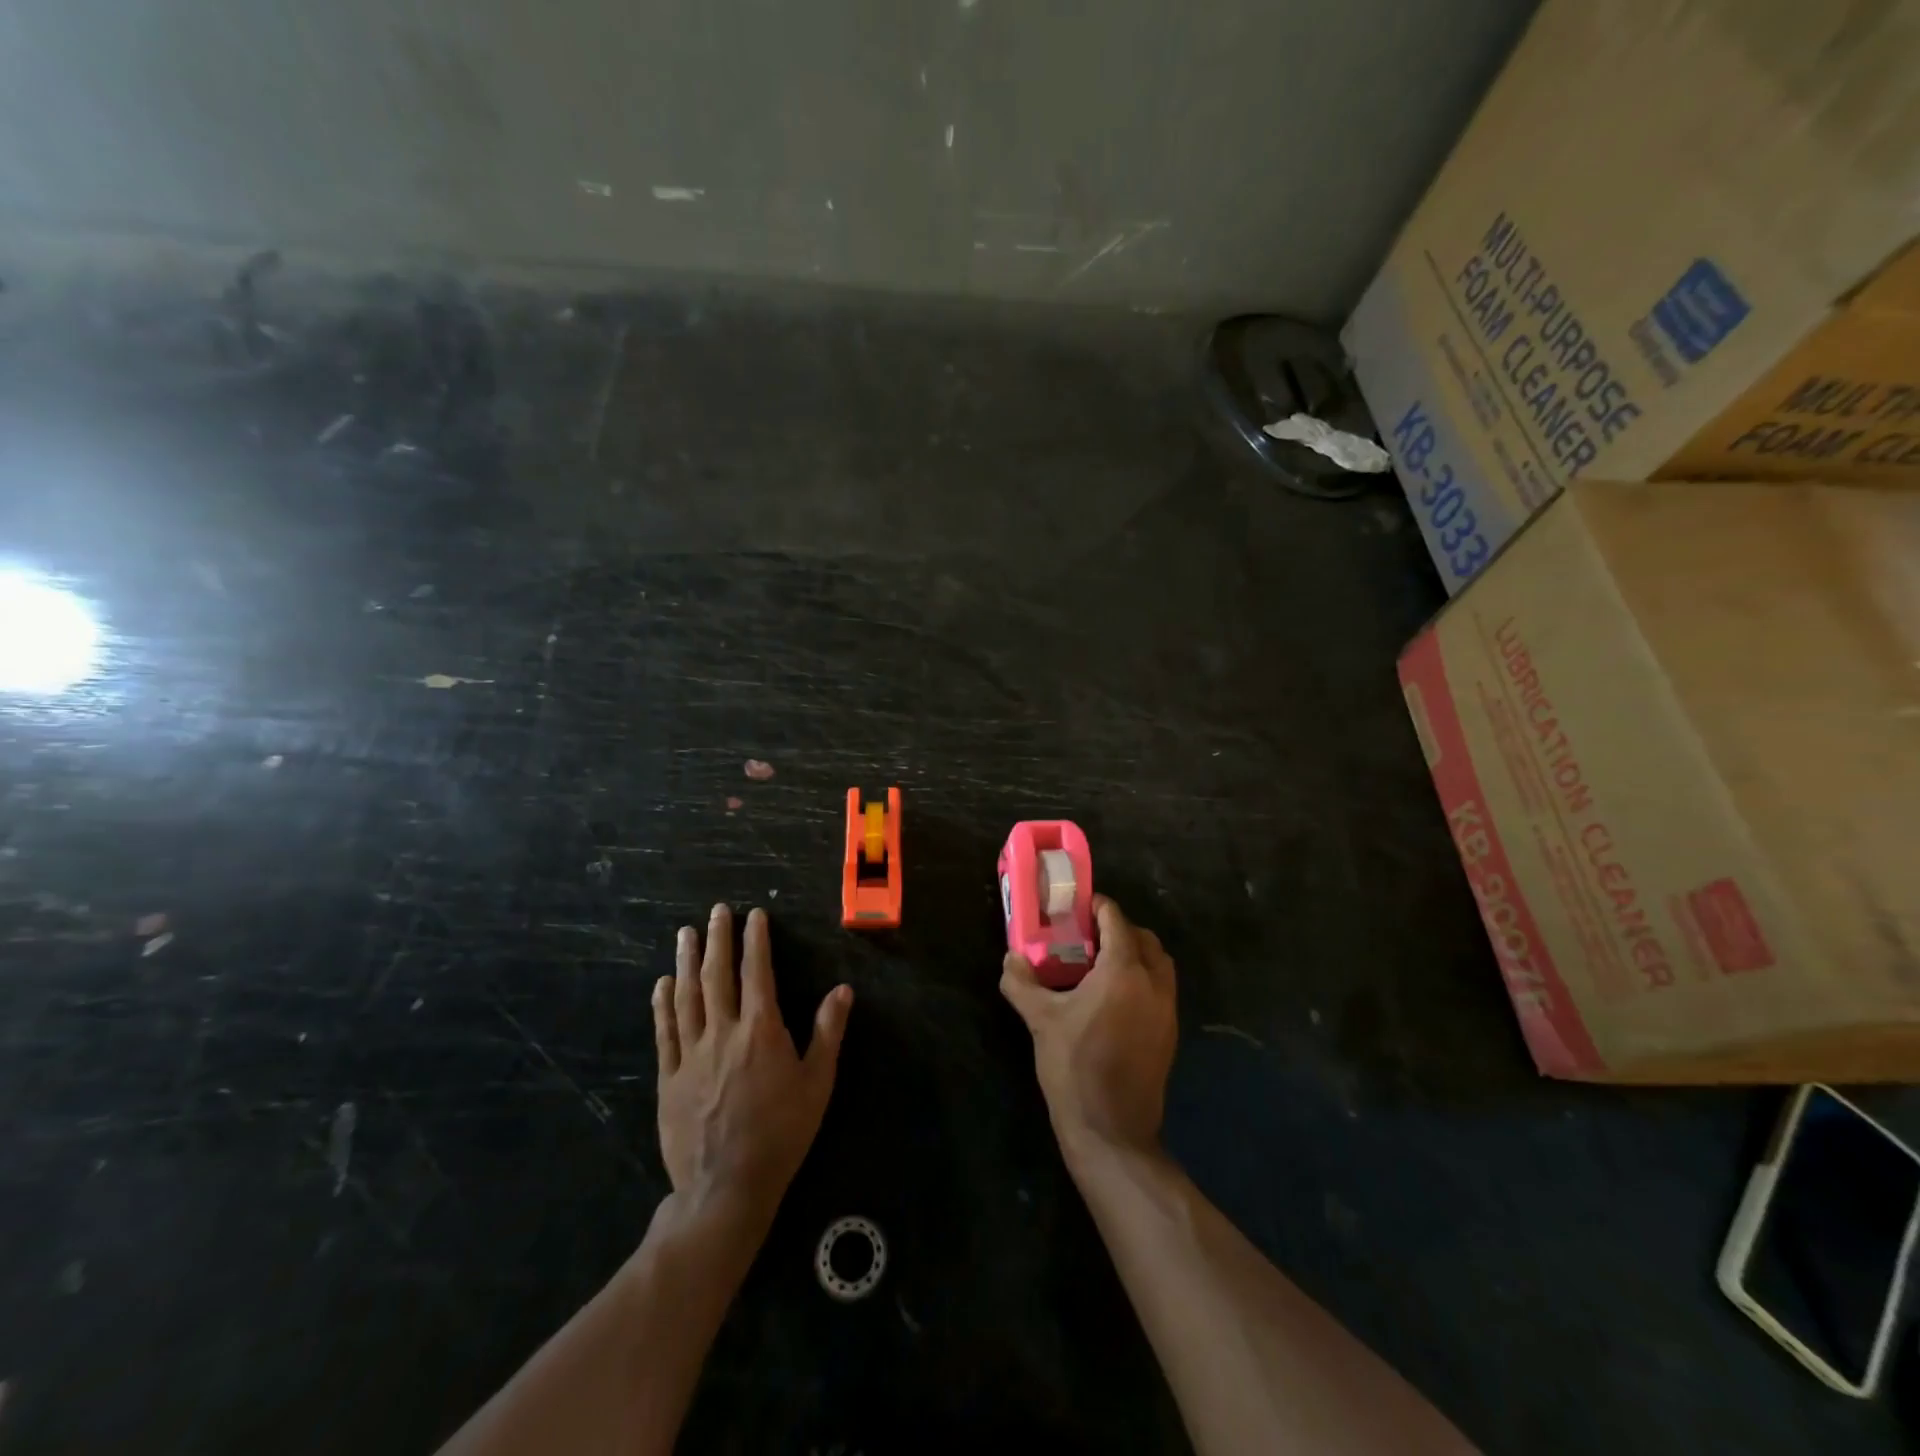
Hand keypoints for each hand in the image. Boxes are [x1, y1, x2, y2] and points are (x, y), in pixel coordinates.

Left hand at [654, 905, 851, 1225]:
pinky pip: (665, 1033)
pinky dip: (663, 1005)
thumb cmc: (782, 1133)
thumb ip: (827, 1032)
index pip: (757, 973)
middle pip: (718, 976)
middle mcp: (724, 1032)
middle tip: (716, 911)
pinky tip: (662, 984)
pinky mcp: (669, 1079)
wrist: (726, 1187)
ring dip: (687, 961)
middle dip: (718, 939)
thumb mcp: (817, 1082)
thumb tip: (843, 990)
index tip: (754, 915)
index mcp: (761, 1030)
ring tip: (685, 933)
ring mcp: (691, 1055)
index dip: (755, 941)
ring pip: (687, 997)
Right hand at [1000, 895, 1176, 1160]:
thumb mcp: (1040, 1020)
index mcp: (1124, 970)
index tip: (1076, 908)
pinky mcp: (1170, 1032)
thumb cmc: (1074, 1067)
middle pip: (1144, 937)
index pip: (1116, 920)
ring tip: (1102, 965)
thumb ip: (1021, 983)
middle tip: (1088, 936)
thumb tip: (1011, 959)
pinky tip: (1115, 998)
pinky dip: (1143, 978)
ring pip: (1159, 963)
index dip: (1097, 908)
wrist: (1112, 1130)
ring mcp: (1167, 1008)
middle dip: (1119, 929)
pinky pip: (1161, 988)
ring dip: (1136, 953)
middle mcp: (1153, 982)